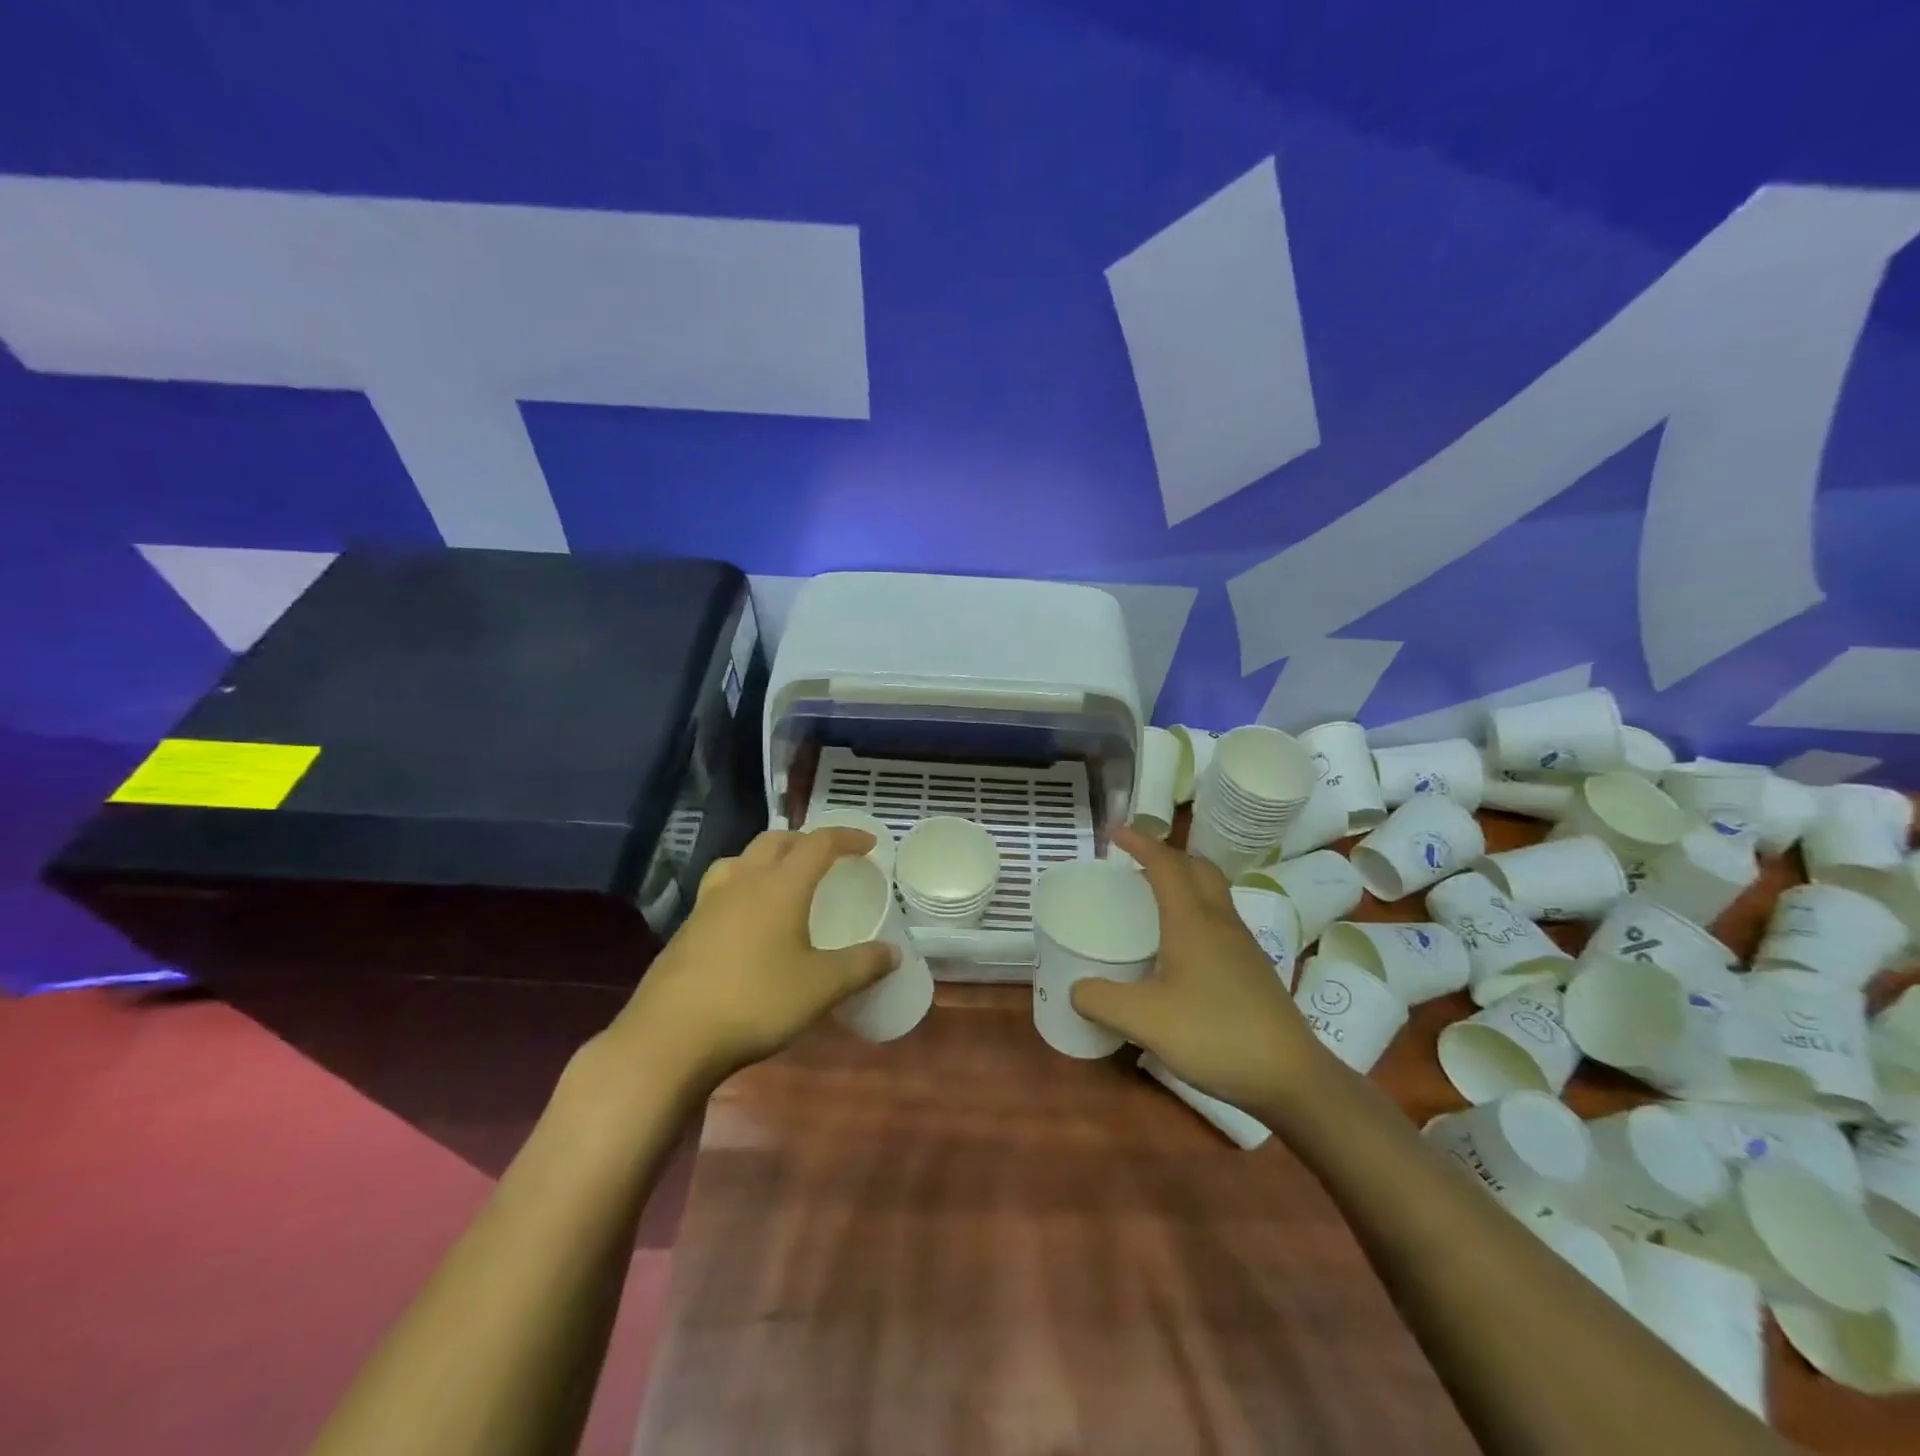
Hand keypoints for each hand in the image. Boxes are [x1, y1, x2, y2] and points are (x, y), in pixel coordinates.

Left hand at [601, 828, 899, 1086]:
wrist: (670, 1036)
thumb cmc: (755, 1002)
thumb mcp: (820, 987)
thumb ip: (861, 966)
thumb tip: (893, 952)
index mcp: (780, 885)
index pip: (819, 843)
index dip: (846, 837)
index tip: (868, 844)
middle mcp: (744, 881)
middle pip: (776, 840)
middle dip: (806, 840)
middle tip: (828, 857)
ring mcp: (709, 902)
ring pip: (742, 859)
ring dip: (768, 857)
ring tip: (783, 876)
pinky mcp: (687, 927)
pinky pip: (722, 887)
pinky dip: (744, 884)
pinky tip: (747, 917)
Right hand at [1071, 827, 1326, 1111]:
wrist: (1292, 1077)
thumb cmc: (1215, 1035)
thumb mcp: (1144, 1020)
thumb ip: (1101, 1000)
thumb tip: (1076, 989)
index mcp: (1193, 921)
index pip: (1165, 864)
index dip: (1140, 843)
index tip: (1115, 832)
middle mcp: (1220, 922)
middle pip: (1198, 869)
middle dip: (1167, 855)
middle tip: (1136, 864)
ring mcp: (1242, 946)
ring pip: (1213, 894)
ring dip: (1184, 882)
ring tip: (1154, 901)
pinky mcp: (1253, 969)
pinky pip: (1219, 921)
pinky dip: (1195, 913)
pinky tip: (1181, 948)